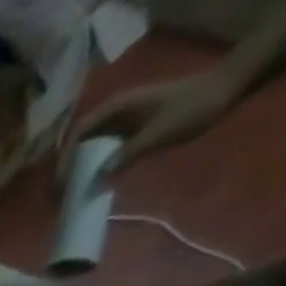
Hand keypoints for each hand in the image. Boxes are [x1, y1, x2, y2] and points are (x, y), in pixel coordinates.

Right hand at [61, 72, 234, 182]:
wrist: (225, 90)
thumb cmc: (192, 107)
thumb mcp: (158, 133)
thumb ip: (127, 155)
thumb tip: (97, 181)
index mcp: (118, 108)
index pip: (79, 133)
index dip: (65, 158)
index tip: (60, 182)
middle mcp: (116, 113)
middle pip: (80, 142)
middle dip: (68, 168)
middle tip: (60, 194)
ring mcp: (125, 122)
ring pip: (91, 148)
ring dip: (80, 171)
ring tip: (72, 194)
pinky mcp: (133, 131)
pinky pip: (106, 152)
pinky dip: (97, 169)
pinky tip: (95, 186)